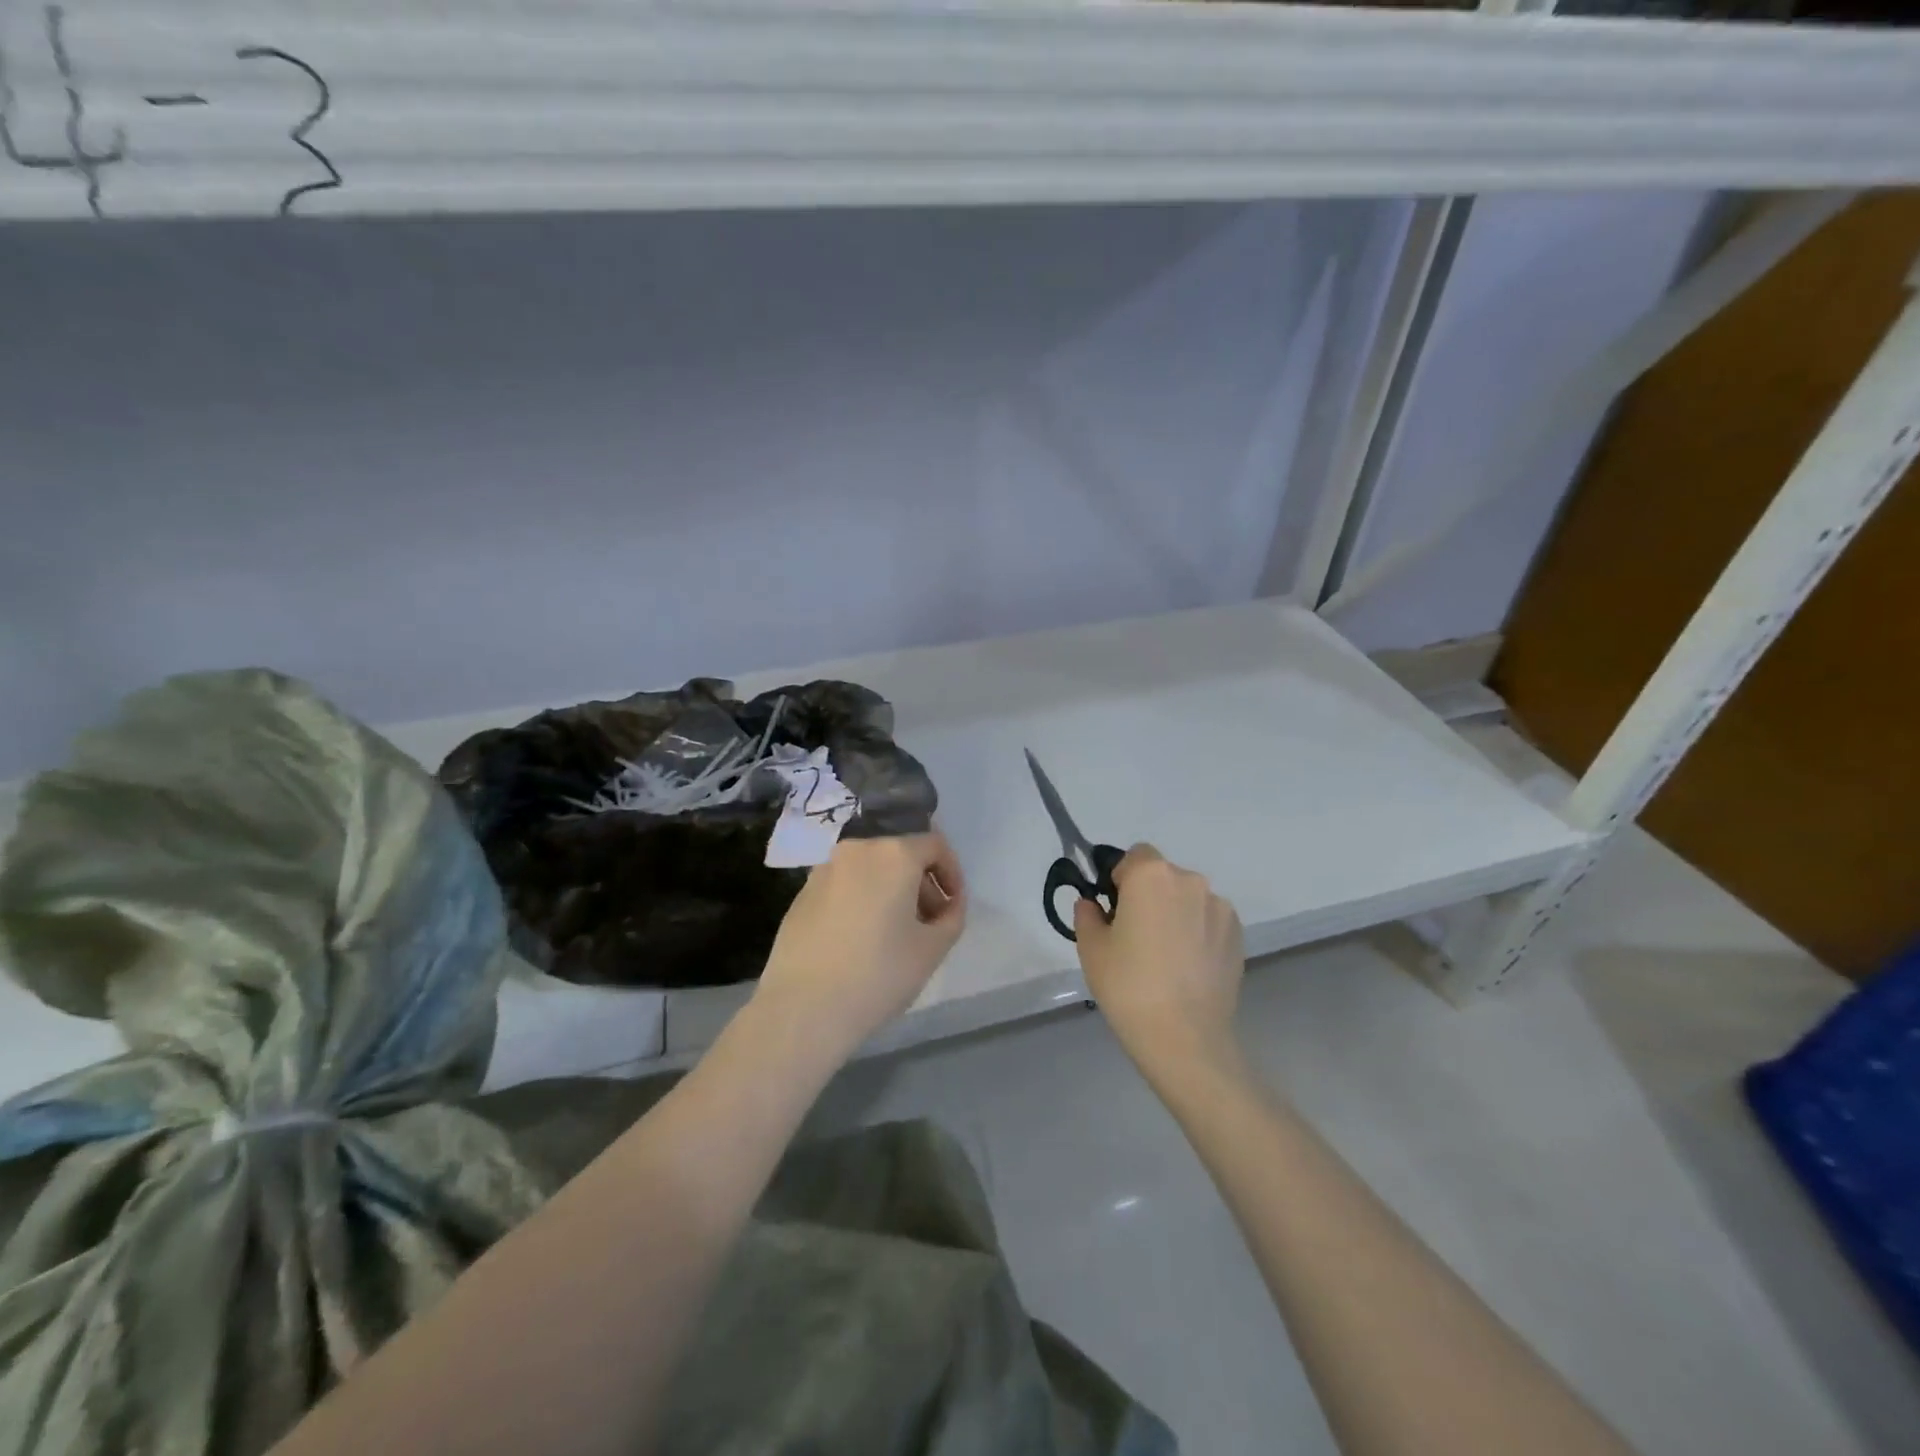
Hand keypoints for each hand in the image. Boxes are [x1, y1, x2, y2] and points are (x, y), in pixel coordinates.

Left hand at [753, 831, 967, 1061]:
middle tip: (928, 926)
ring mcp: (824, 871)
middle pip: (900, 856)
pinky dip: (861, 903)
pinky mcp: (801, 894)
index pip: (935, 846)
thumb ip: (951, 916)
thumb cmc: (879, 974)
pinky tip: (858, 943)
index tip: (952, 908)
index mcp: (893, 854)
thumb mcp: (933, 948)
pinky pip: (844, 888)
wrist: (804, 1008)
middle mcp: (857, 850)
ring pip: (870, 871)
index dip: (952, 874)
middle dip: (921, 886)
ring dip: (890, 894)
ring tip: (894, 937)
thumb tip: (947, 904)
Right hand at [1074, 844, 1245, 1081]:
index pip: (1134, 856)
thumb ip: (1088, 915)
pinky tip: (1187, 967)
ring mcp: (1219, 908)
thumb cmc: (1128, 985)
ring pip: (1188, 899)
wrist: (1184, 1037)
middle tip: (1136, 936)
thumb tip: (1093, 905)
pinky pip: (1209, 921)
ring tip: (1166, 957)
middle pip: (1163, 876)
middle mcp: (1190, 881)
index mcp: (1151, 876)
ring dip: (1176, 914)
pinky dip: (1197, 933)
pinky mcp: (1238, 935)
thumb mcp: (1091, 948)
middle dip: (1149, 895)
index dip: (1121, 878)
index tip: (1114, 909)